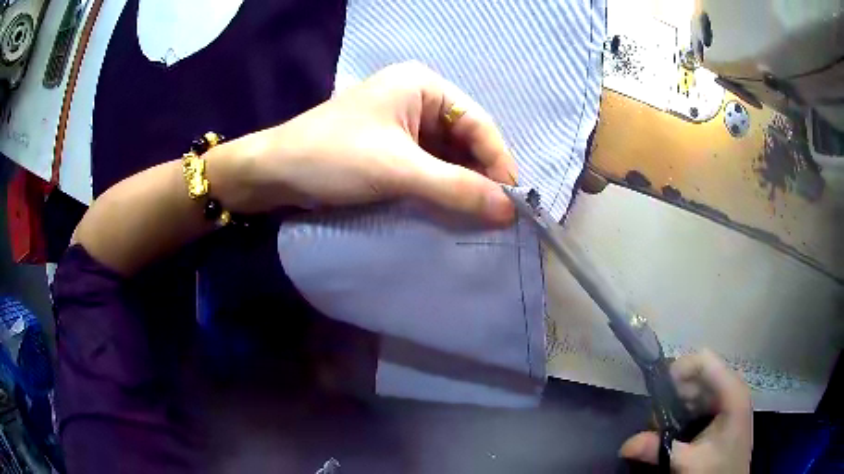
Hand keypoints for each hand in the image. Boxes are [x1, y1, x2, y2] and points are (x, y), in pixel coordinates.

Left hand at [210, 61, 516, 223]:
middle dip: (480, 175)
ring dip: (461, 184)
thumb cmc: (333, 157)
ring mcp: (403, 123)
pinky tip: (449, 209)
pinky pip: (428, 165)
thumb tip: (510, 212)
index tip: (512, 202)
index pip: (479, 124)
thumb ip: (456, 188)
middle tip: (496, 216)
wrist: (272, 173)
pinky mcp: (390, 146)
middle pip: (466, 139)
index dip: (499, 162)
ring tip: (477, 217)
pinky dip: (440, 187)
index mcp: (423, 85)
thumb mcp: (399, 171)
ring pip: (448, 155)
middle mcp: (418, 99)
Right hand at [620, 350, 752, 472]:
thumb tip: (625, 444)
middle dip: (674, 393)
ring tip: (662, 428)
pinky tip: (675, 429)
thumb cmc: (717, 469)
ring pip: (698, 387)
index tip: (656, 391)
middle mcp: (732, 388)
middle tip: (655, 420)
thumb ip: (659, 450)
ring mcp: (728, 398)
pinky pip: (701, 400)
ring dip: (677, 403)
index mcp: (731, 392)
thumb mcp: (688, 462)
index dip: (679, 369)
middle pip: (699, 374)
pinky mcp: (723, 410)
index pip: (704, 360)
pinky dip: (684, 410)